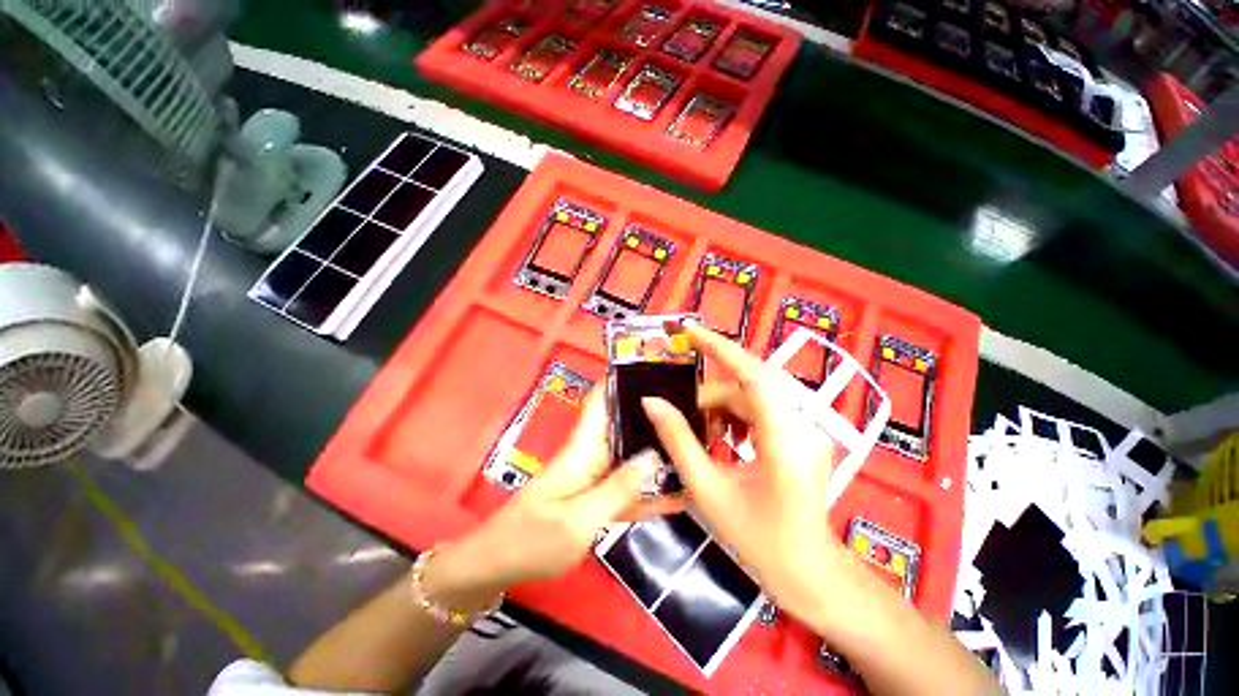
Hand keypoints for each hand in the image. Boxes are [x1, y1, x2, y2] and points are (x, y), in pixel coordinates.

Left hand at [424, 392, 680, 609]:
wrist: (497, 568)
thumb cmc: (531, 540)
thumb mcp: (578, 520)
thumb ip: (617, 489)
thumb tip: (654, 457)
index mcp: (583, 448)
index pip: (602, 400)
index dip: (623, 380)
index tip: (656, 369)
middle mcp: (591, 455)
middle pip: (624, 424)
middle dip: (654, 415)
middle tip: (695, 409)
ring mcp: (594, 478)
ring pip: (631, 455)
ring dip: (657, 451)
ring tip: (696, 444)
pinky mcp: (596, 499)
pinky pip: (628, 489)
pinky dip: (650, 490)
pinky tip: (679, 495)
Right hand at [641, 324, 846, 622]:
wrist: (807, 572)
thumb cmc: (759, 539)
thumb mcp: (707, 489)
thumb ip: (678, 440)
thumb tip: (651, 403)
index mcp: (784, 438)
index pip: (753, 374)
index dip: (720, 347)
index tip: (689, 331)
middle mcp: (803, 425)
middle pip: (749, 386)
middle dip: (711, 394)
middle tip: (681, 410)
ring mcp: (807, 429)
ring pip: (755, 397)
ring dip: (723, 407)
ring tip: (701, 432)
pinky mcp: (803, 436)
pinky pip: (763, 411)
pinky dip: (737, 416)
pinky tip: (723, 438)